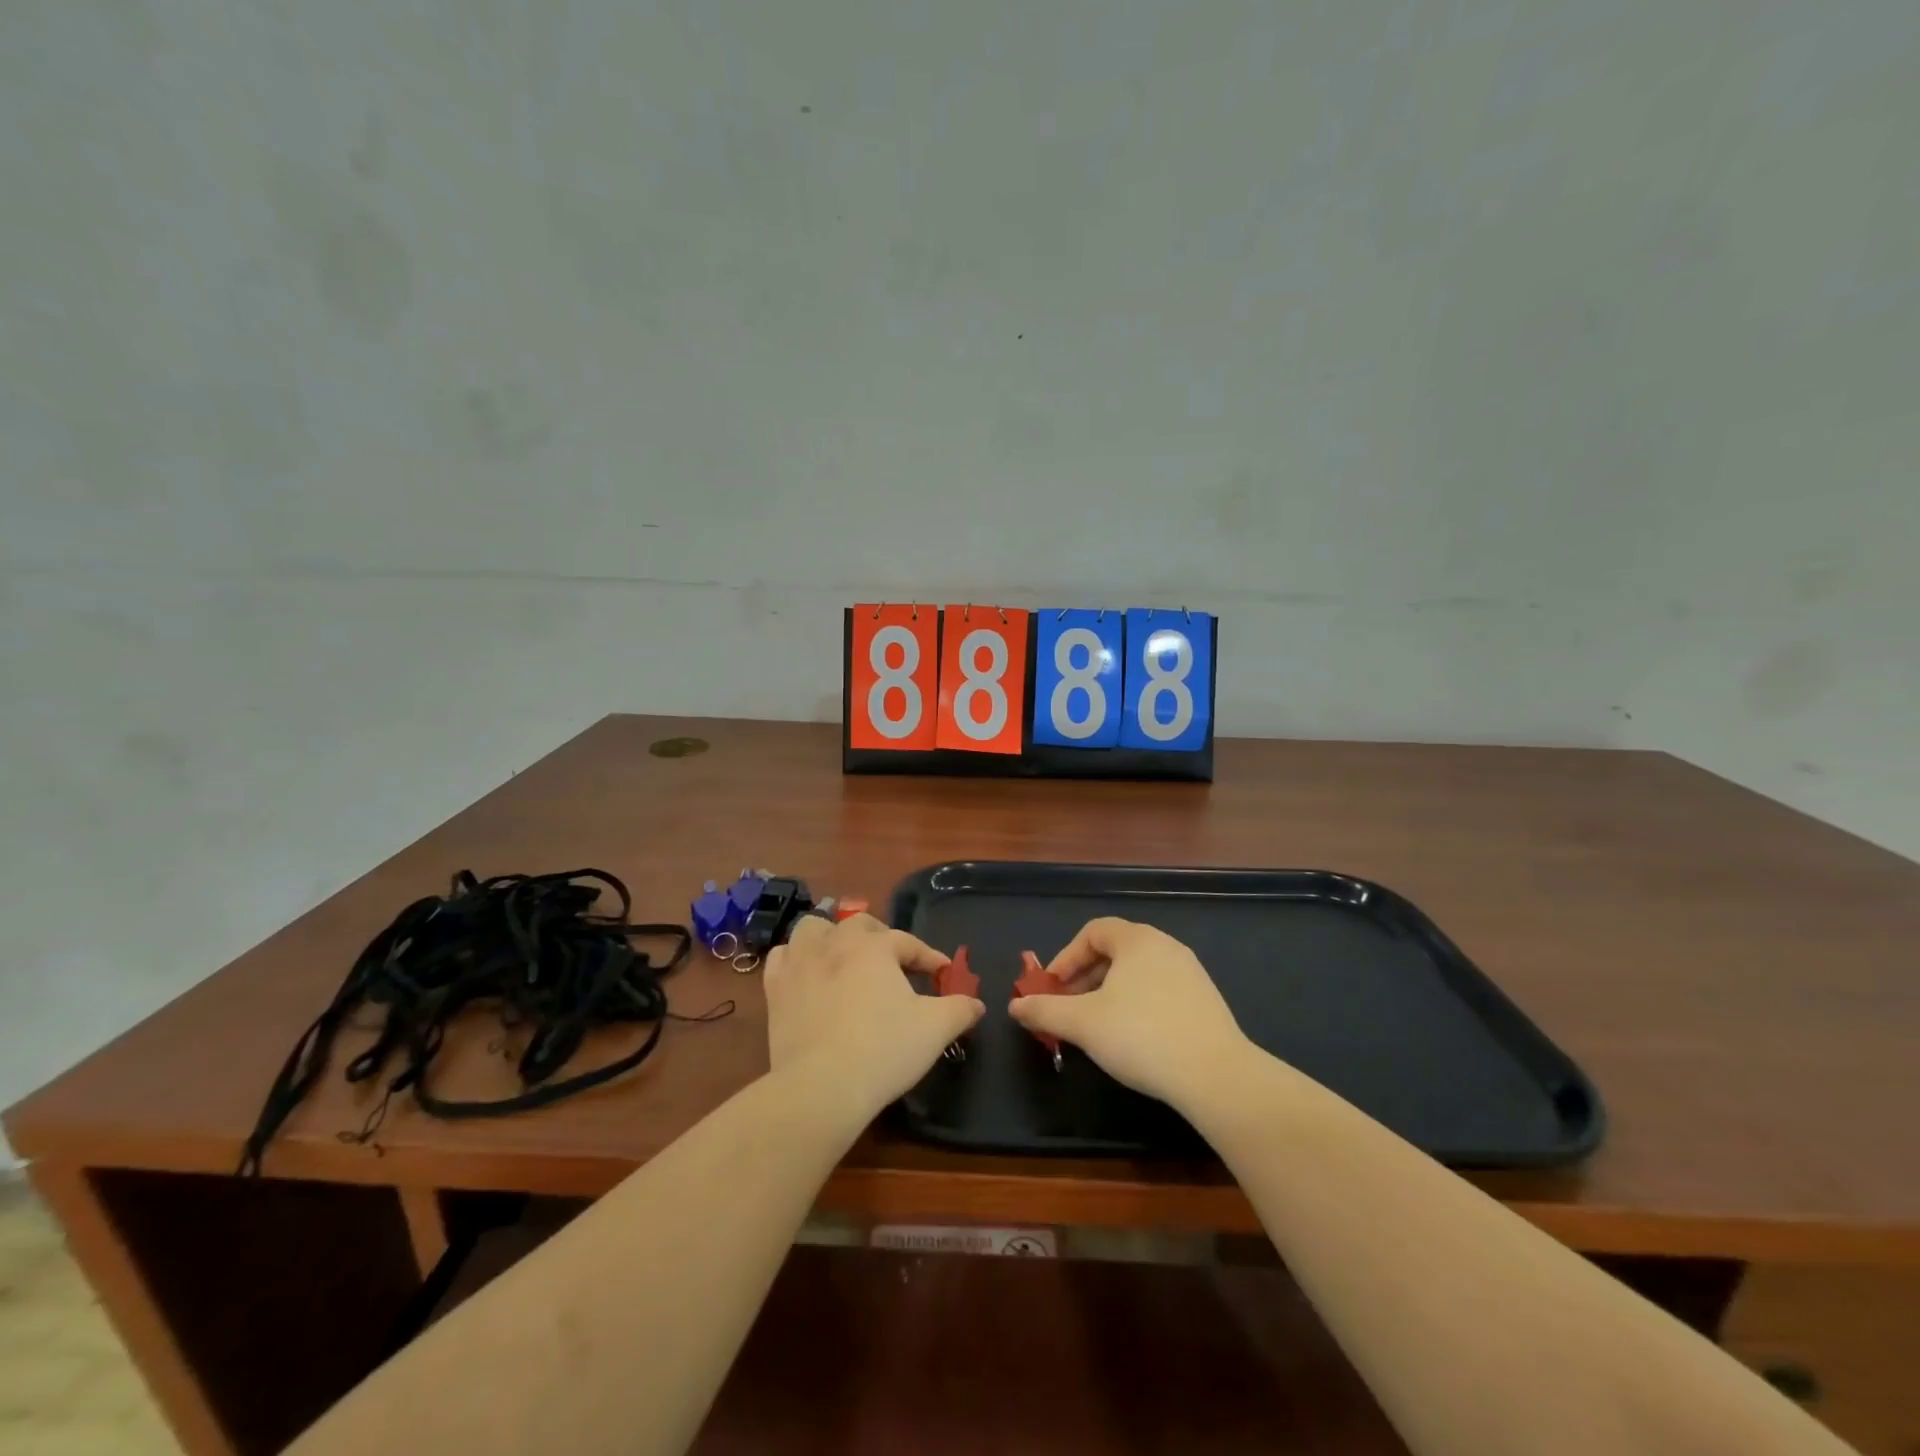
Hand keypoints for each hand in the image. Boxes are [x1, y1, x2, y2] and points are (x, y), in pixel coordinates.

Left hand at [764, 914, 984, 1120]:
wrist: (822, 1087)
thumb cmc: (884, 1050)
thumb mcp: (935, 1030)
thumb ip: (960, 1010)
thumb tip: (977, 1003)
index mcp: (873, 947)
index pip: (907, 942)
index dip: (928, 956)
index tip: (942, 971)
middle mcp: (835, 944)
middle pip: (859, 925)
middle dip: (880, 937)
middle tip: (894, 962)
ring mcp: (800, 965)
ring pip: (813, 929)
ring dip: (831, 937)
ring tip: (844, 957)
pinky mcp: (775, 990)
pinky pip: (782, 958)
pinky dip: (796, 959)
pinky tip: (807, 975)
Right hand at [1008, 918, 1250, 1107]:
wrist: (1215, 1075)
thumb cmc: (1141, 1036)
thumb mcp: (1082, 1023)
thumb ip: (1045, 1010)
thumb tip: (1015, 1006)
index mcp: (1137, 939)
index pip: (1093, 931)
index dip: (1066, 957)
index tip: (1051, 988)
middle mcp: (1165, 946)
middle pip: (1114, 951)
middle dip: (1084, 978)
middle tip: (1068, 1009)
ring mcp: (1190, 973)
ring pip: (1136, 974)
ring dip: (1108, 994)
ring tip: (1096, 1027)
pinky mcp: (1205, 1002)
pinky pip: (1159, 991)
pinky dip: (1136, 1006)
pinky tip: (1132, 1040)